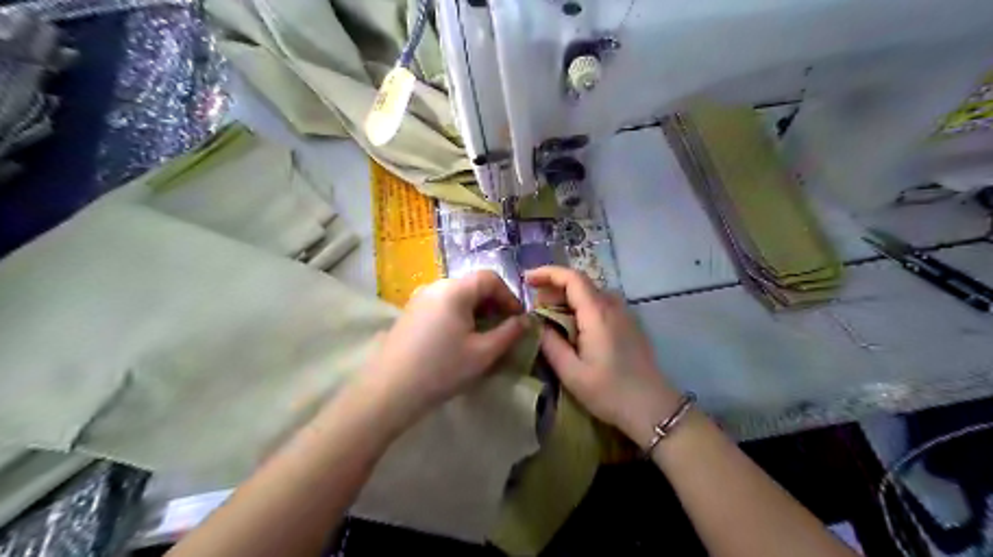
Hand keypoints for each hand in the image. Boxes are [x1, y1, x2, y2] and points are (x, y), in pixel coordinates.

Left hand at [353, 270, 530, 434]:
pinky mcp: (409, 312)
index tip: (518, 319)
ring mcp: (419, 298)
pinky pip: (441, 305)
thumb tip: (526, 320)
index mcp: (454, 290)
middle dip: (493, 304)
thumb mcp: (483, 353)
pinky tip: (458, 339)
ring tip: (482, 336)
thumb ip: (509, 333)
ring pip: (457, 296)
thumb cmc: (441, 369)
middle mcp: (435, 286)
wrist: (388, 391)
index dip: (509, 295)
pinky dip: (458, 315)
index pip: (490, 278)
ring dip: (476, 311)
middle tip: (503, 329)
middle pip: (472, 285)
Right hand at [528, 265, 683, 447]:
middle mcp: (612, 306)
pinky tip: (572, 326)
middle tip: (533, 306)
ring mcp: (624, 314)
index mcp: (597, 313)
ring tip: (548, 315)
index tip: (526, 280)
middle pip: (580, 283)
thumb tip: (535, 323)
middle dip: (553, 287)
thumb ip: (550, 344)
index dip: (547, 273)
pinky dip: (581, 307)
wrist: (653, 408)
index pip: (571, 278)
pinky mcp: (629, 324)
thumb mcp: (572, 373)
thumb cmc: (610, 392)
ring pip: (590, 293)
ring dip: (567, 298)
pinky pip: (601, 305)